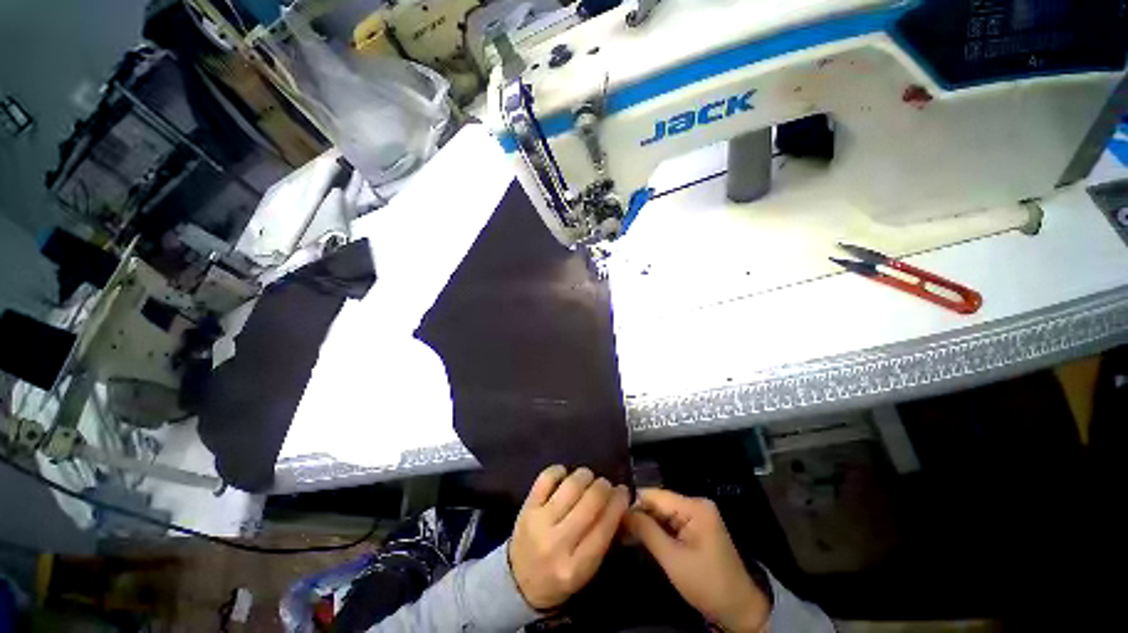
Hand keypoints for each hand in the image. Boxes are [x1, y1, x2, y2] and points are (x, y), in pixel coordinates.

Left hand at [509, 465, 629, 610]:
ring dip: (585, 476)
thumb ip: (604, 539)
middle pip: (590, 502)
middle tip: (606, 484)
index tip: (624, 492)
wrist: (518, 583)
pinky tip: (566, 475)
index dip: (618, 503)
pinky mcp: (527, 507)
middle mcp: (557, 543)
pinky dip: (559, 471)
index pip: (604, 527)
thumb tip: (621, 504)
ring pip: (570, 486)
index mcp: (576, 567)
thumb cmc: (559, 578)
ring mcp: (539, 522)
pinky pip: (546, 478)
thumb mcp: (586, 571)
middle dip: (603, 487)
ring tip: (588, 478)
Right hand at [626, 489, 769, 632]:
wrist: (739, 608)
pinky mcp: (697, 527)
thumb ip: (647, 531)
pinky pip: (671, 522)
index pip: (655, 495)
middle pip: (658, 502)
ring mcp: (697, 515)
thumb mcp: (672, 559)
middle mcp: (696, 504)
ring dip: (646, 524)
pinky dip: (657, 530)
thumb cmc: (706, 583)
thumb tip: (622, 512)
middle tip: (617, 529)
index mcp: (694, 506)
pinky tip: (642, 538)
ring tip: (625, 535)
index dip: (634, 504)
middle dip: (639, 515)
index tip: (614, 517)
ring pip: (662, 513)